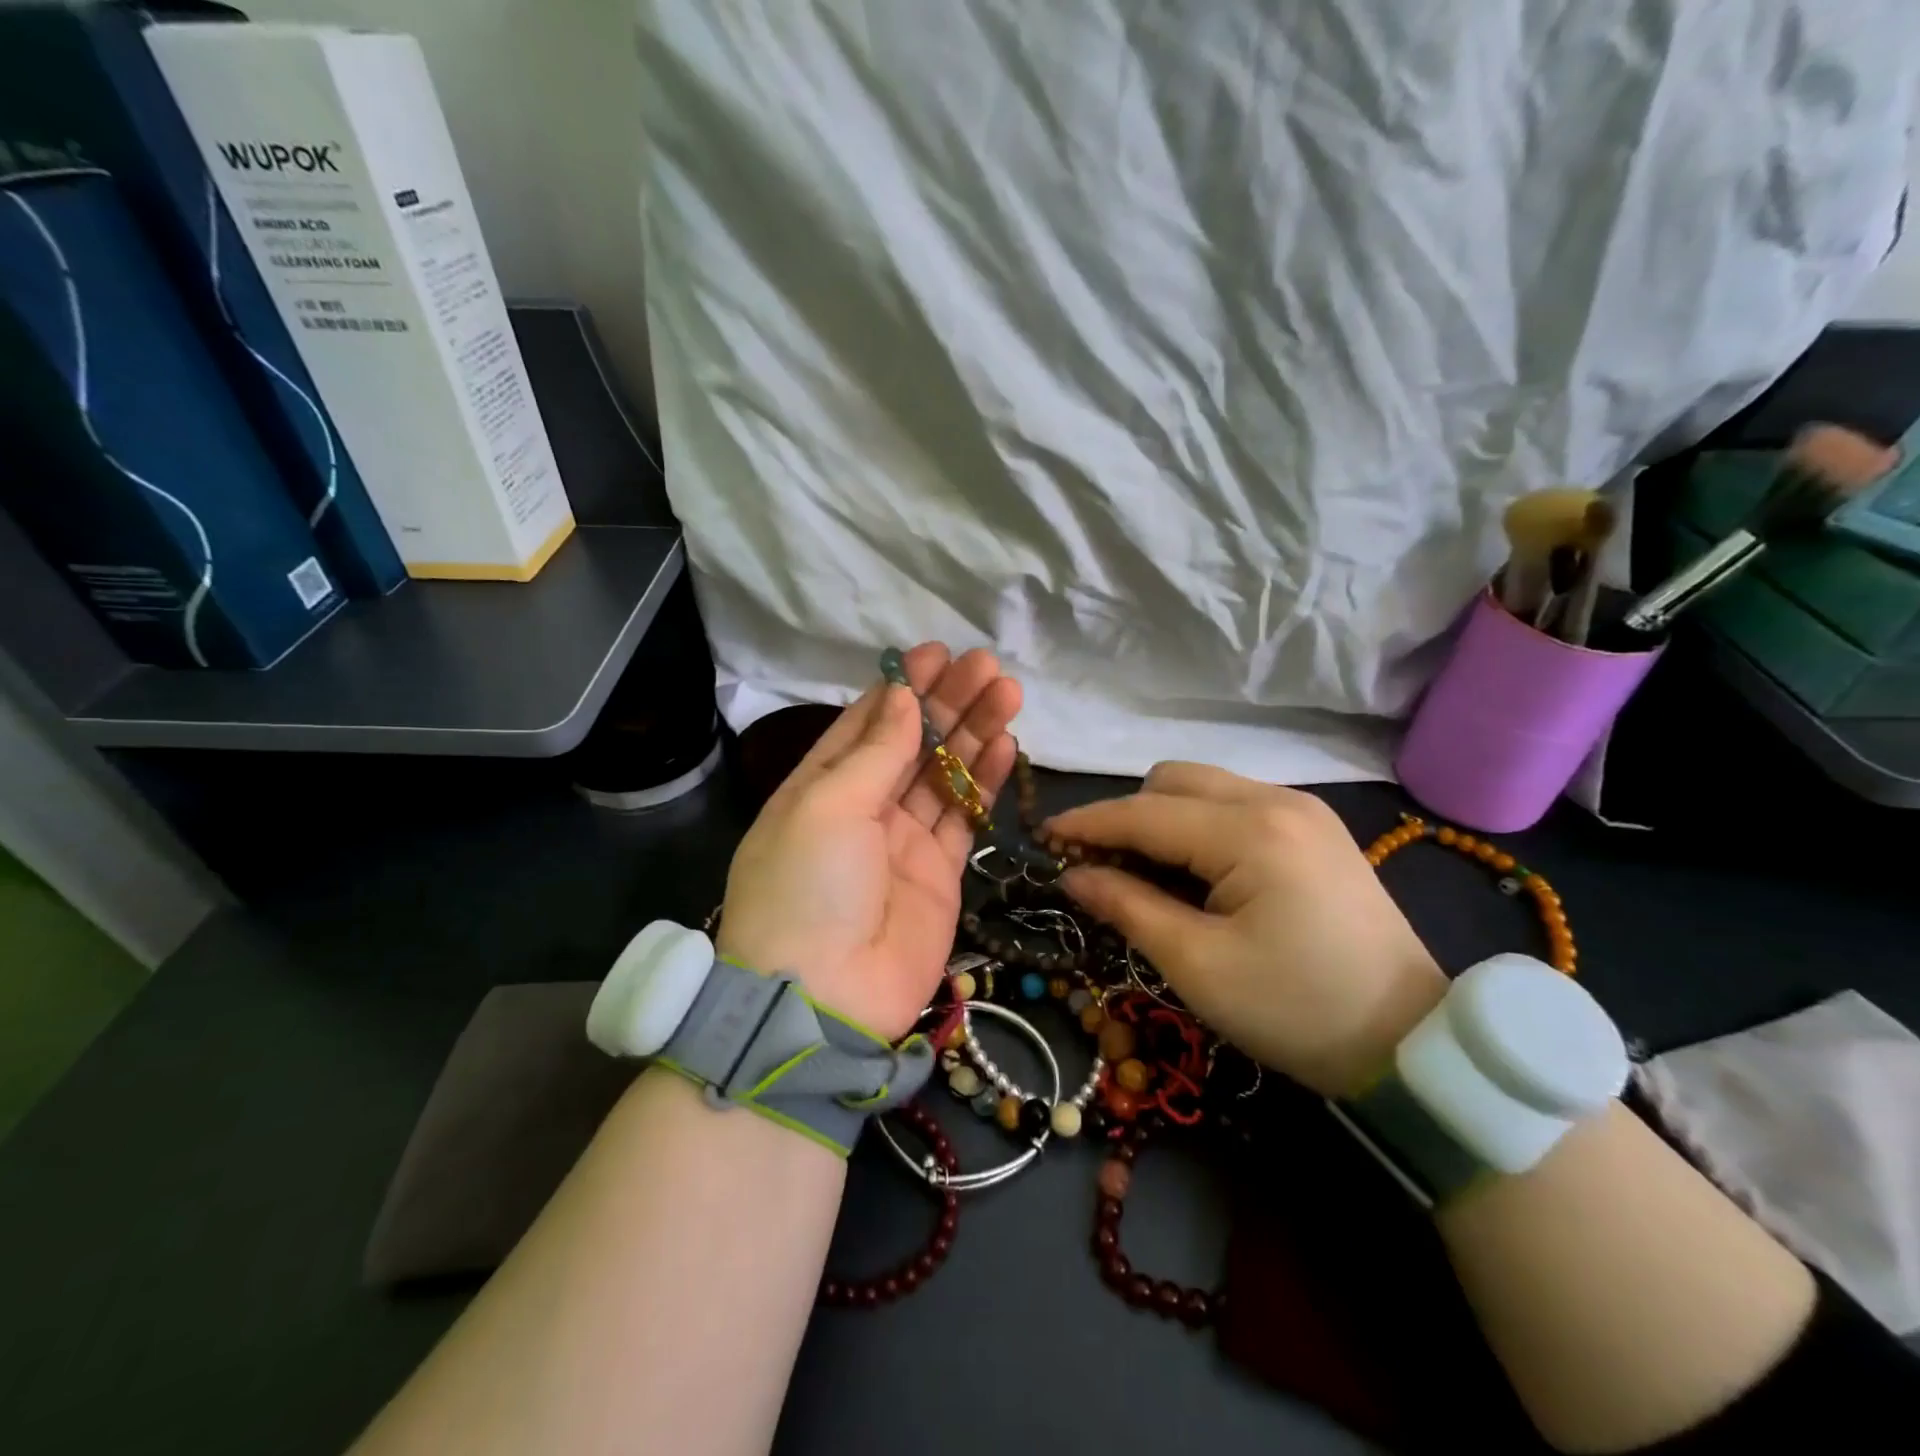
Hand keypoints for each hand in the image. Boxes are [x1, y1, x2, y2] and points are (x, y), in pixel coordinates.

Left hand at [717, 644, 1021, 1039]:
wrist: (823, 1000)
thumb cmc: (808, 887)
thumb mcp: (828, 806)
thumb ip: (874, 751)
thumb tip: (902, 696)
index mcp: (820, 786)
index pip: (865, 723)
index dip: (901, 687)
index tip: (937, 653)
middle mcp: (861, 808)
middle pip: (912, 743)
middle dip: (947, 702)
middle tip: (987, 666)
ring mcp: (902, 842)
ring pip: (943, 774)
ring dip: (973, 733)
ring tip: (1007, 692)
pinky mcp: (939, 874)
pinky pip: (964, 818)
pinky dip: (983, 782)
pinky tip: (1006, 744)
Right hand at [1044, 764, 1446, 1097]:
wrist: (1412, 1043)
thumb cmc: (1296, 1010)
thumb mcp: (1198, 966)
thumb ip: (1128, 907)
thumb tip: (1072, 875)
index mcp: (1251, 832)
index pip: (1145, 813)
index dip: (1087, 823)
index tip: (1043, 837)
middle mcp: (1278, 801)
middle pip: (1173, 780)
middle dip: (1126, 815)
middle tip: (1099, 866)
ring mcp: (1303, 810)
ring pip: (1205, 787)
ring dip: (1162, 818)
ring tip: (1144, 872)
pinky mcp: (1316, 829)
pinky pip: (1235, 805)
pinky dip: (1198, 826)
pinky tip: (1195, 871)